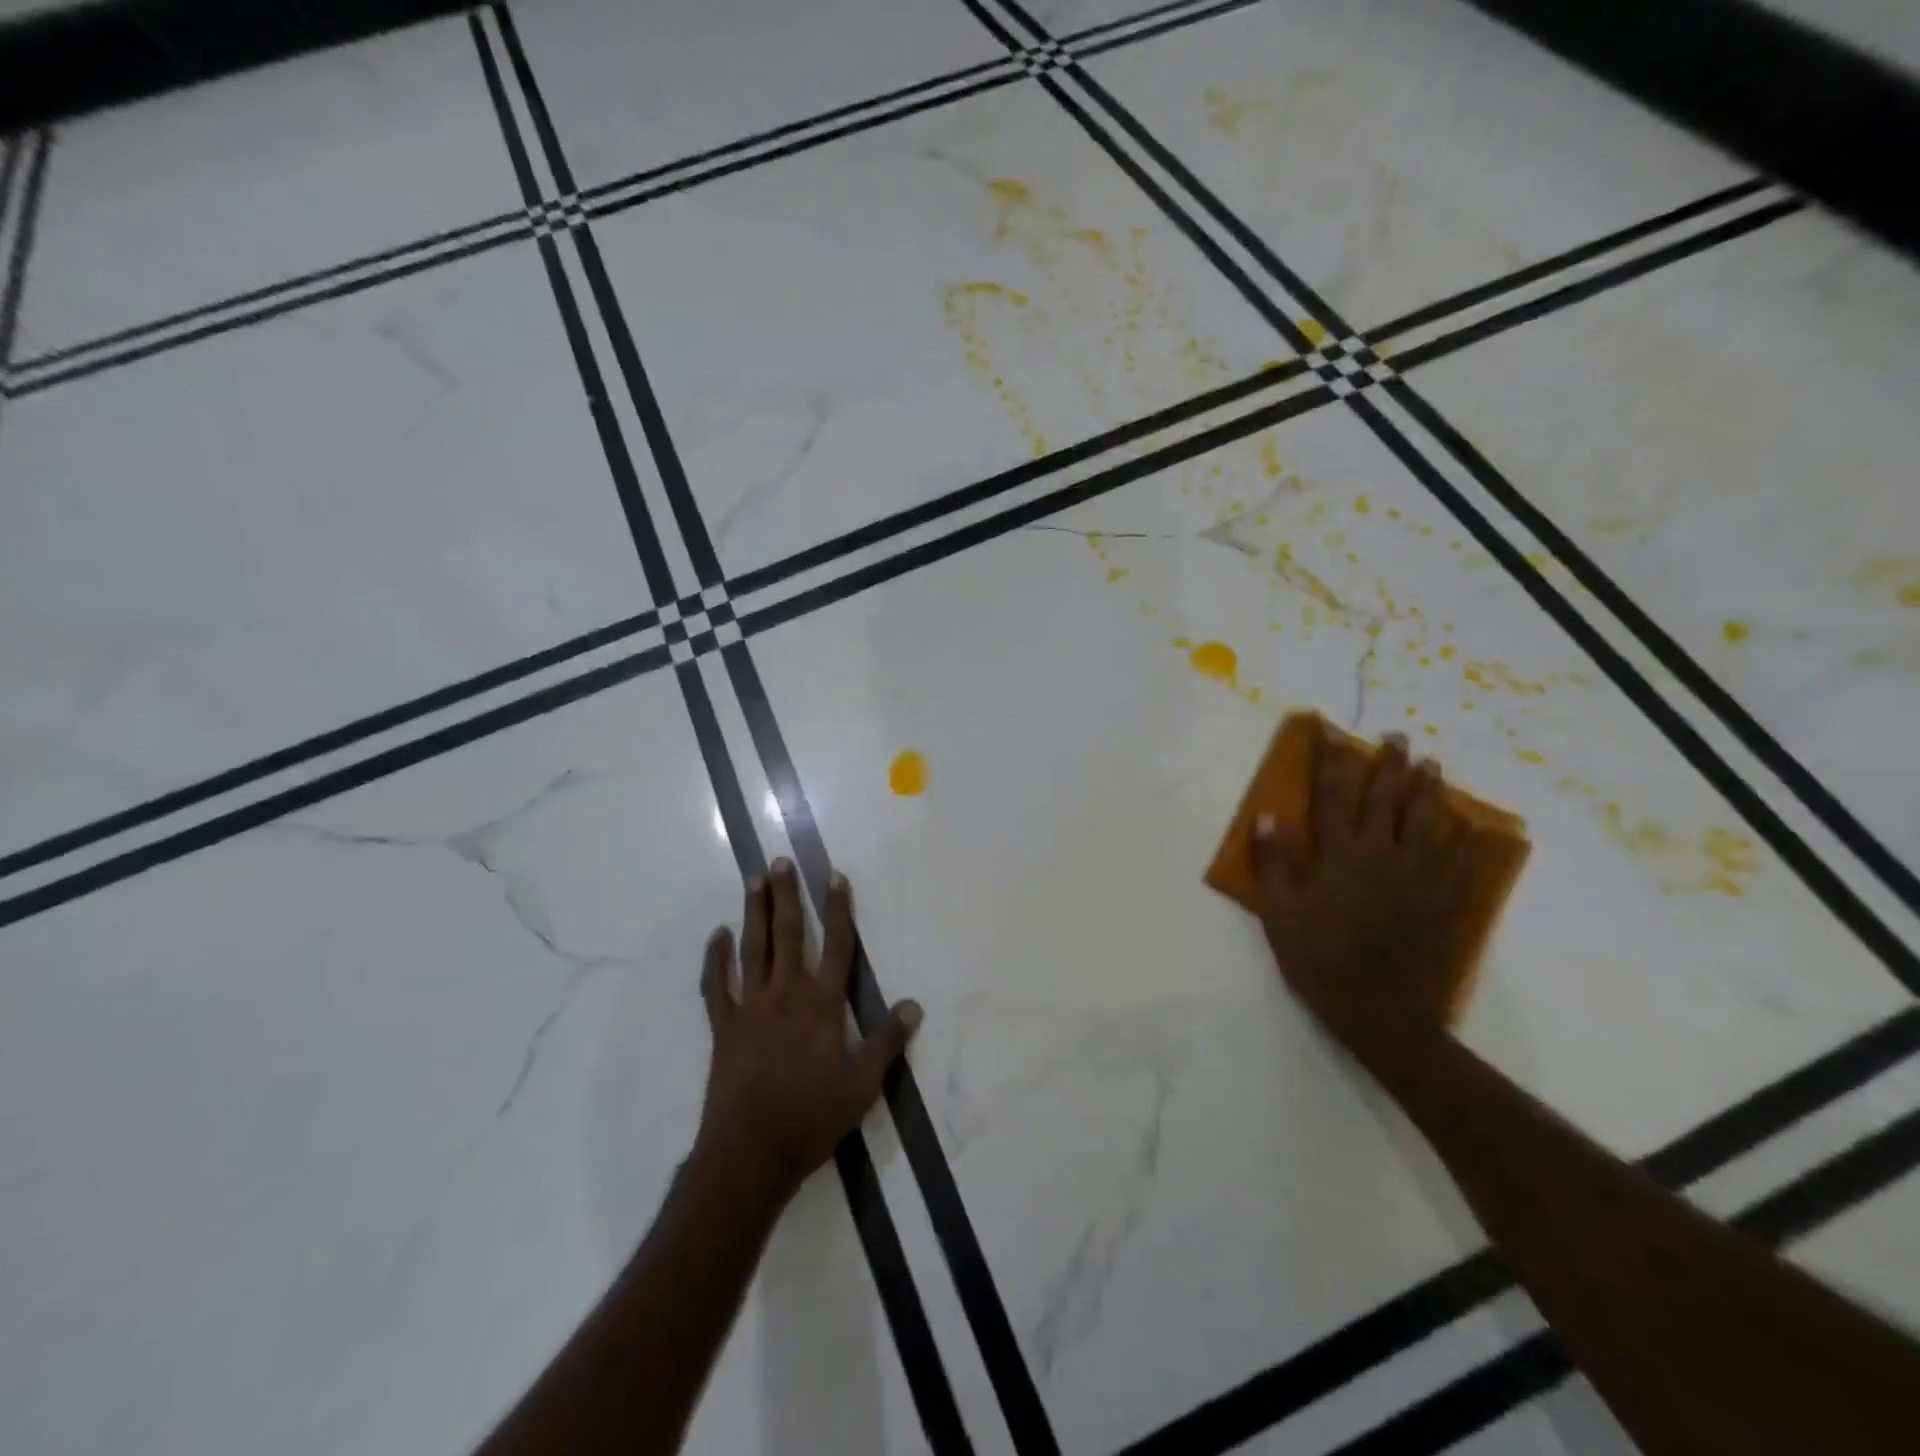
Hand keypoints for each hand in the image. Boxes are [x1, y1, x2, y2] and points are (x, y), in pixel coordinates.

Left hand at [694, 859, 921, 1203]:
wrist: (750, 1153)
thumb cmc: (812, 1117)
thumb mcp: (863, 1085)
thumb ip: (888, 1041)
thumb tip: (913, 1005)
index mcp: (822, 1004)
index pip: (836, 945)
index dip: (838, 909)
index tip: (834, 876)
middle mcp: (786, 994)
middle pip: (788, 934)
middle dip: (787, 895)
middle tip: (781, 861)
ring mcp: (750, 1007)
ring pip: (753, 948)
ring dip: (754, 912)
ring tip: (754, 879)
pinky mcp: (724, 1027)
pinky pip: (716, 985)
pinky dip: (716, 958)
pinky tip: (718, 935)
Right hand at [1252, 728, 1471, 1065]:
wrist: (1380, 1010)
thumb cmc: (1319, 959)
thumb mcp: (1279, 912)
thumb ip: (1274, 862)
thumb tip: (1268, 816)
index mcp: (1339, 854)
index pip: (1332, 795)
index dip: (1330, 761)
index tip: (1331, 733)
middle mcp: (1382, 854)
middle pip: (1387, 798)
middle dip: (1390, 764)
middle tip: (1398, 736)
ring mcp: (1419, 877)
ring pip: (1427, 821)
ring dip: (1429, 789)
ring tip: (1432, 765)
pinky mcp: (1444, 901)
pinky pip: (1462, 861)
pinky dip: (1467, 839)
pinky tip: (1472, 826)